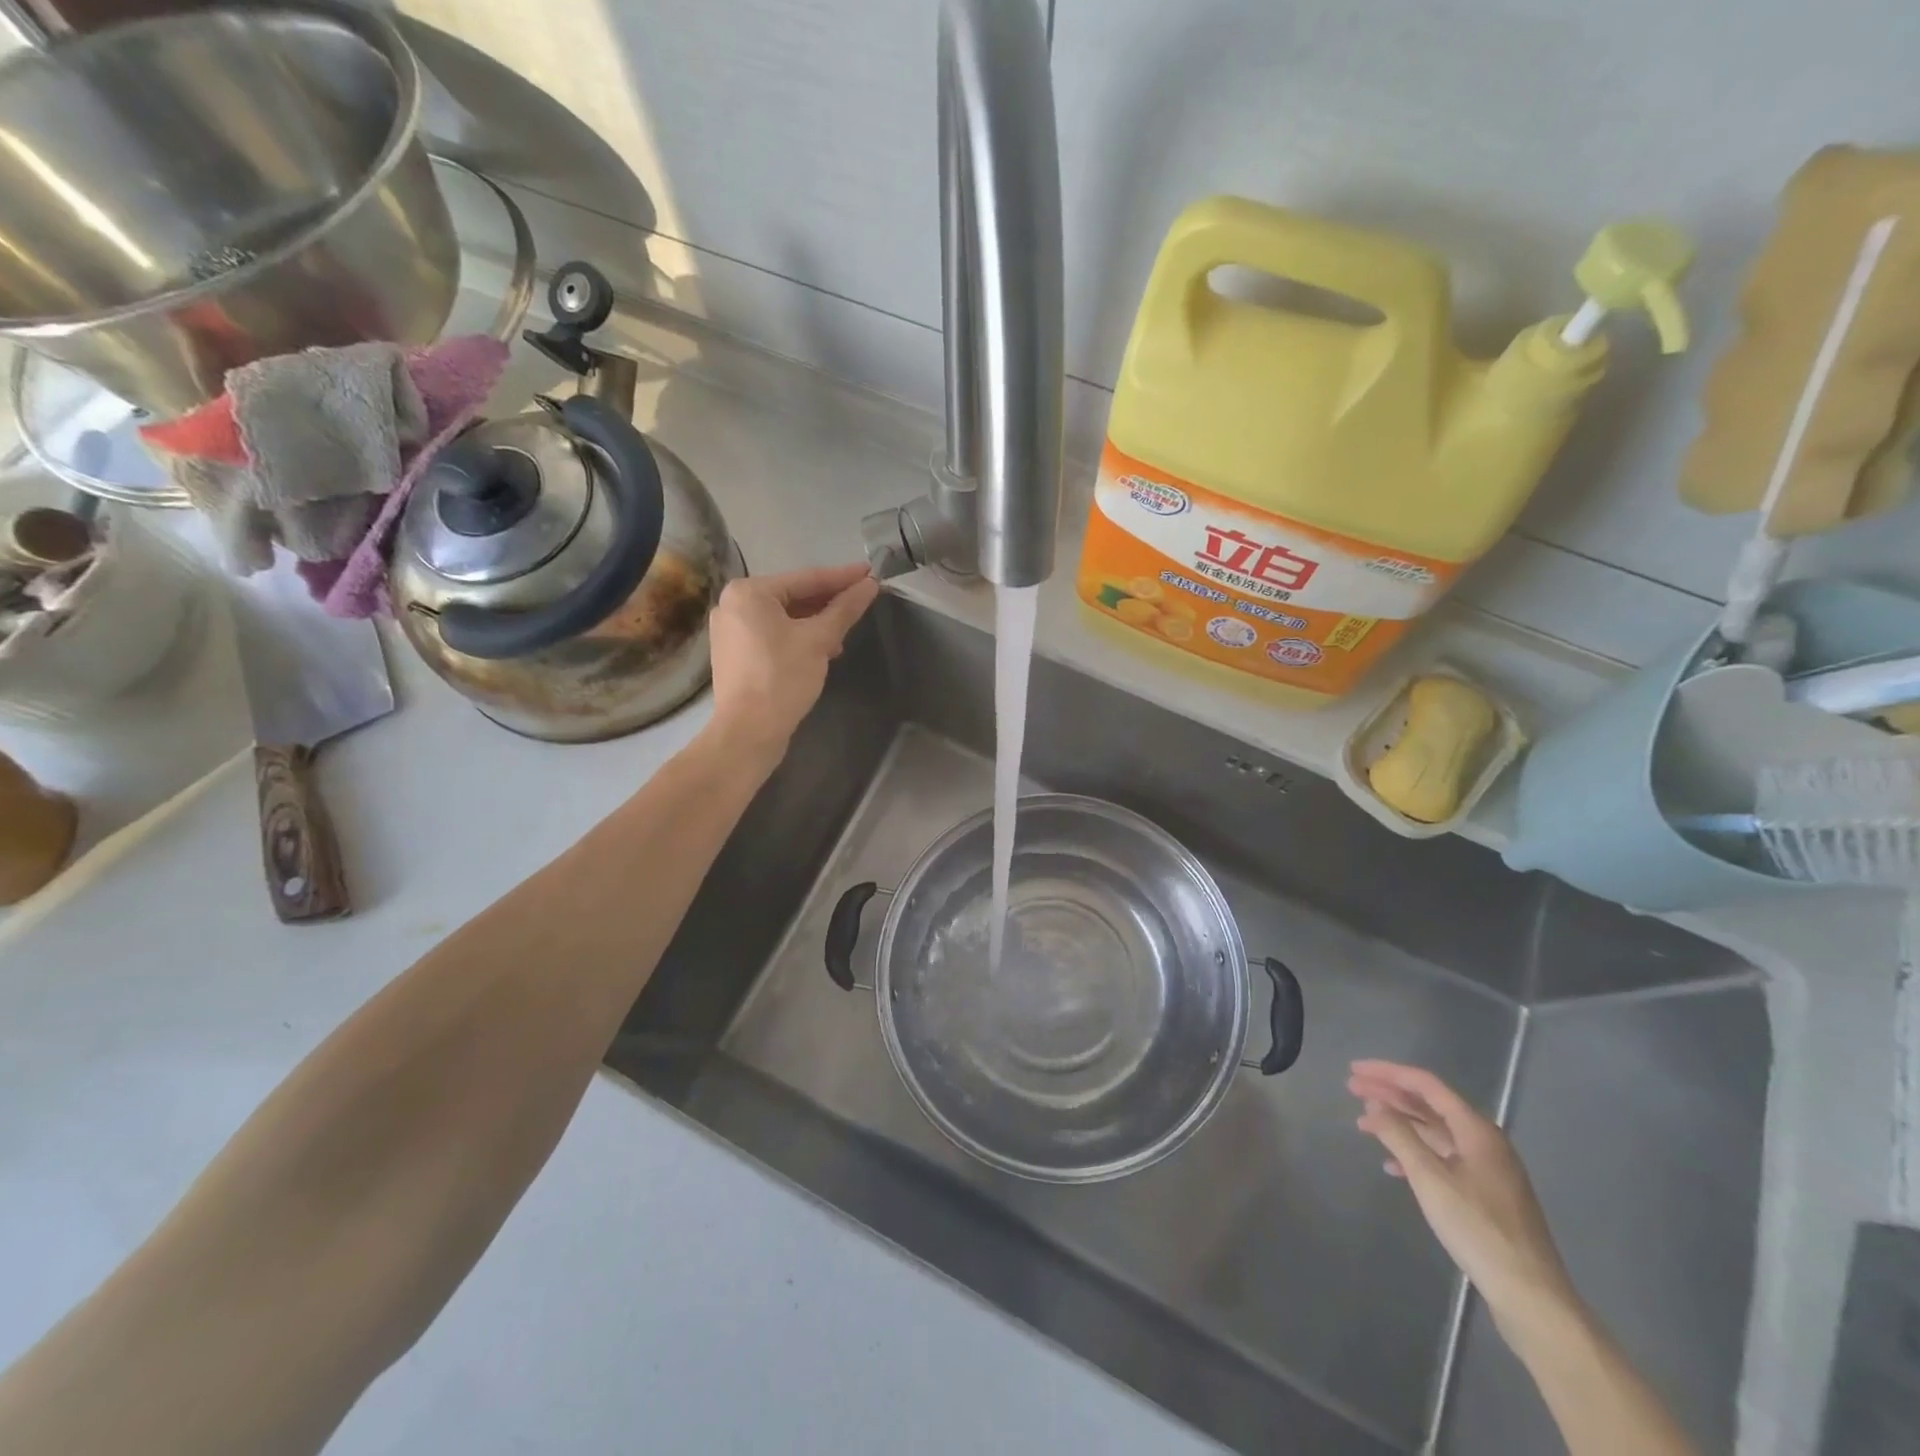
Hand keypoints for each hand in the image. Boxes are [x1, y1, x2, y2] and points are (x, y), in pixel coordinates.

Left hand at [707, 564, 878, 760]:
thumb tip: (870, 585)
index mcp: (748, 592)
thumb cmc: (782, 678)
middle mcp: (733, 604)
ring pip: (783, 617)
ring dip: (815, 622)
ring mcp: (730, 630)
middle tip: (862, 600)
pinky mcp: (735, 654)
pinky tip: (822, 648)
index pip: (805, 579)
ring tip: (845, 631)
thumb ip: (844, 609)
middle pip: (792, 596)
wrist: (749, 731)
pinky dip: (798, 637)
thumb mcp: (819, 640)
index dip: (842, 577)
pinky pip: (773, 634)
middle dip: (828, 601)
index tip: (870, 572)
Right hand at [1349, 1060, 1575, 1322]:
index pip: (1426, 1085)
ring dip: (1399, 1124)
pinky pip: (1443, 1158)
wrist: (1531, 1295)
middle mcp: (1485, 1142)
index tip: (1354, 1070)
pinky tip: (1392, 1166)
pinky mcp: (1486, 1194)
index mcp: (1476, 1130)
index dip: (1387, 1073)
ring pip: (1435, 1132)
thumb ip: (1399, 1135)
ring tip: (1364, 1125)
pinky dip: (1415, 1154)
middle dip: (1390, 1095)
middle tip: (1352, 1090)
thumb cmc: (1478, 1229)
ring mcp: (1488, 1169)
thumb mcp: (1430, 1179)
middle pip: (1430, 1105)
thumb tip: (1374, 1104)